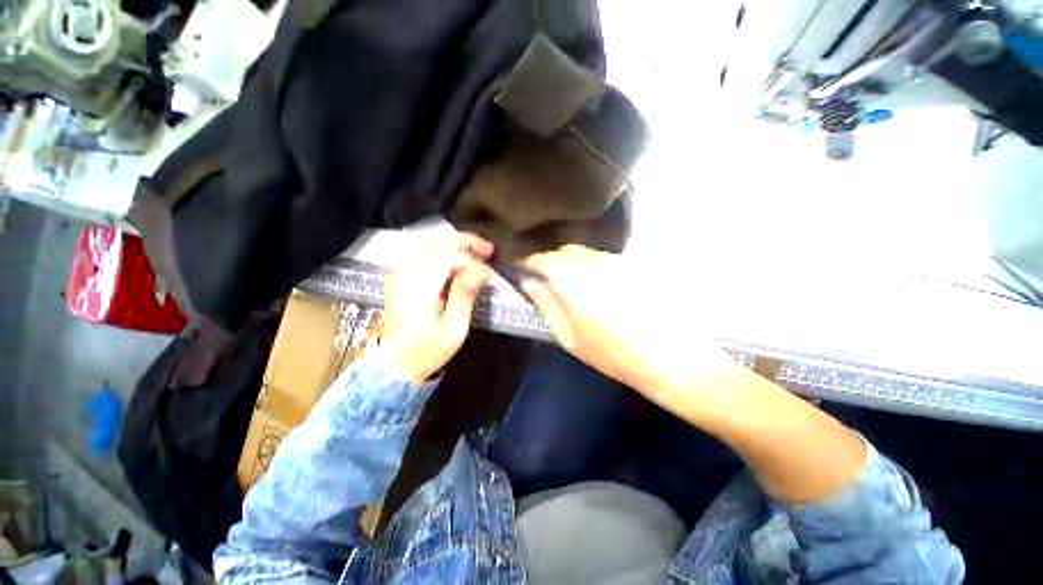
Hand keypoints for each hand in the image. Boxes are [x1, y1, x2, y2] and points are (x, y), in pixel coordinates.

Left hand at [380, 234, 493, 381]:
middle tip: (489, 250)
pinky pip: (426, 257)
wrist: (396, 365)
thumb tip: (481, 269)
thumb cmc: (428, 350)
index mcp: (418, 287)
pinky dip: (446, 256)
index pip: (448, 257)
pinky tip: (459, 265)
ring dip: (457, 247)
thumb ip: (465, 294)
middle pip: (437, 243)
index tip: (489, 273)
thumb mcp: (454, 327)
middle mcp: (406, 274)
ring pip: (431, 247)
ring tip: (479, 254)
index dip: (472, 260)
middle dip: (466, 242)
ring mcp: (400, 275)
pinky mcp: (401, 279)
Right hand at [519, 245, 737, 405]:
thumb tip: (529, 283)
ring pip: (583, 253)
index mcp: (570, 279)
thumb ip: (546, 304)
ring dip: (570, 262)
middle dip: (549, 260)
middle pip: (562, 251)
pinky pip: (601, 258)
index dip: (528, 262)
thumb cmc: (611, 353)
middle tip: (544, 277)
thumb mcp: (569, 336)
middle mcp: (591, 262)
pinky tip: (594, 283)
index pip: (541, 259)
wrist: (669, 357)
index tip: (521, 268)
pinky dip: (589, 265)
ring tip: (568, 280)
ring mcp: (613, 261)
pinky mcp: (631, 266)